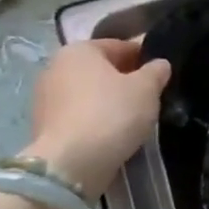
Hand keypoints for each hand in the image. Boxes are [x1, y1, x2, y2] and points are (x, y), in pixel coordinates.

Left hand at [22, 38, 171, 196]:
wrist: (71, 162)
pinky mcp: (45, 125)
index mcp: (79, 50)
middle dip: (125, 78)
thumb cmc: (112, 113)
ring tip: (135, 115)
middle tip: (152, 94)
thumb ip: (156, 71)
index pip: (120, 45)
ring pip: (89, 92)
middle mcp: (55, 67)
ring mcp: (45, 98)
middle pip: (101, 69)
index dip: (145, 56)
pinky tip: (115, 131)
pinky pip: (80, 114)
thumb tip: (159, 64)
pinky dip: (96, 118)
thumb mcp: (147, 88)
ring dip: (110, 99)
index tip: (163, 72)